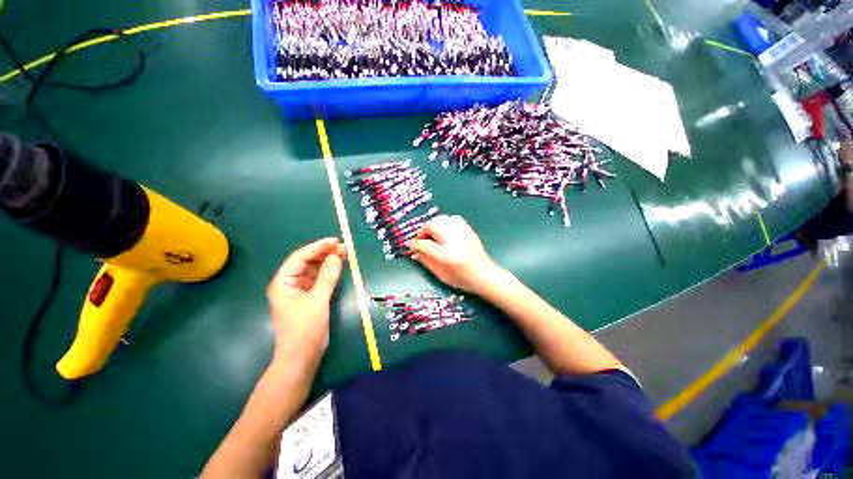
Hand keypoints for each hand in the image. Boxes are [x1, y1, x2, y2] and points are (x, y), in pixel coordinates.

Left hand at [267, 238, 345, 359]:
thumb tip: (335, 257)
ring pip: (314, 270)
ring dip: (328, 261)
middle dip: (325, 253)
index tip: (334, 241)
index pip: (300, 258)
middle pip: (307, 262)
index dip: (317, 247)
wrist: (301, 356)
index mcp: (283, 283)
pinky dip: (329, 272)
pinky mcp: (309, 297)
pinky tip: (339, 267)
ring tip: (344, 254)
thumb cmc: (305, 329)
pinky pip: (319, 279)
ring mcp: (300, 290)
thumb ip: (326, 278)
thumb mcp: (317, 301)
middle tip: (344, 248)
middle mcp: (290, 283)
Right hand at [410, 215, 501, 294]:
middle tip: (423, 242)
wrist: (484, 274)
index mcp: (446, 253)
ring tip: (434, 236)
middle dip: (424, 232)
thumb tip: (413, 251)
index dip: (415, 244)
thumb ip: (425, 260)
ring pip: (441, 219)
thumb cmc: (461, 277)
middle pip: (431, 225)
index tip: (411, 246)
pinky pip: (451, 218)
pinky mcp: (467, 228)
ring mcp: (462, 230)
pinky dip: (444, 223)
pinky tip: (445, 232)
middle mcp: (453, 238)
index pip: (423, 243)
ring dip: (433, 226)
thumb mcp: (440, 273)